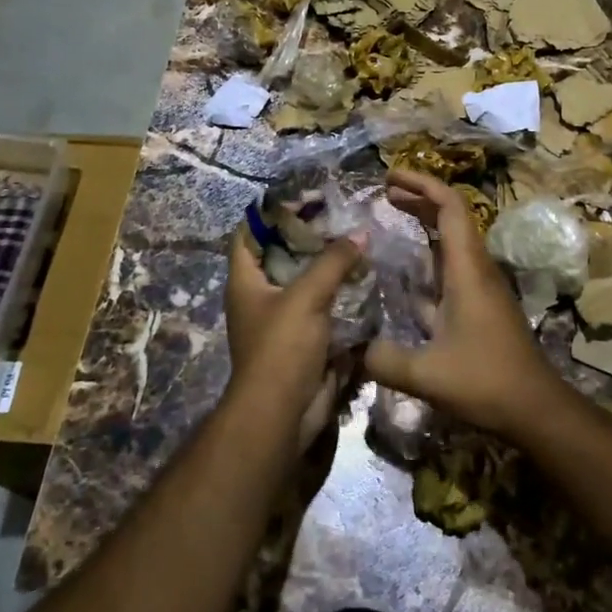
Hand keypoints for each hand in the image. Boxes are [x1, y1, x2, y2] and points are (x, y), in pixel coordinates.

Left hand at [224, 228, 361, 448]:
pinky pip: (324, 307)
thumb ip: (333, 262)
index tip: (302, 198)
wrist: (283, 414)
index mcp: (246, 281)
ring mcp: (284, 319)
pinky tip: (365, 277)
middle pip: (282, 255)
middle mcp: (261, 296)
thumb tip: (360, 233)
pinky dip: (341, 293)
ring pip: (307, 281)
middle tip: (340, 217)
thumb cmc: (281, 348)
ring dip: (329, 266)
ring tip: (358, 241)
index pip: (249, 234)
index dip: (271, 213)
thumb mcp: (306, 296)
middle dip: (309, 237)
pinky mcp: (306, 339)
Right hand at [363, 170, 560, 435]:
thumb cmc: (486, 382)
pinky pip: (449, 267)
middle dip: (418, 198)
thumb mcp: (427, 374)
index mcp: (467, 270)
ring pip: (450, 242)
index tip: (390, 177)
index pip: (449, 207)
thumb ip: (384, 360)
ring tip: (390, 218)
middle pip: (450, 217)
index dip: (422, 184)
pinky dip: (426, 257)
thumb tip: (355, 348)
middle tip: (384, 191)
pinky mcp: (479, 306)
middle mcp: (475, 269)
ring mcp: (479, 287)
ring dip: (424, 225)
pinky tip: (402, 273)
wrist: (535, 408)